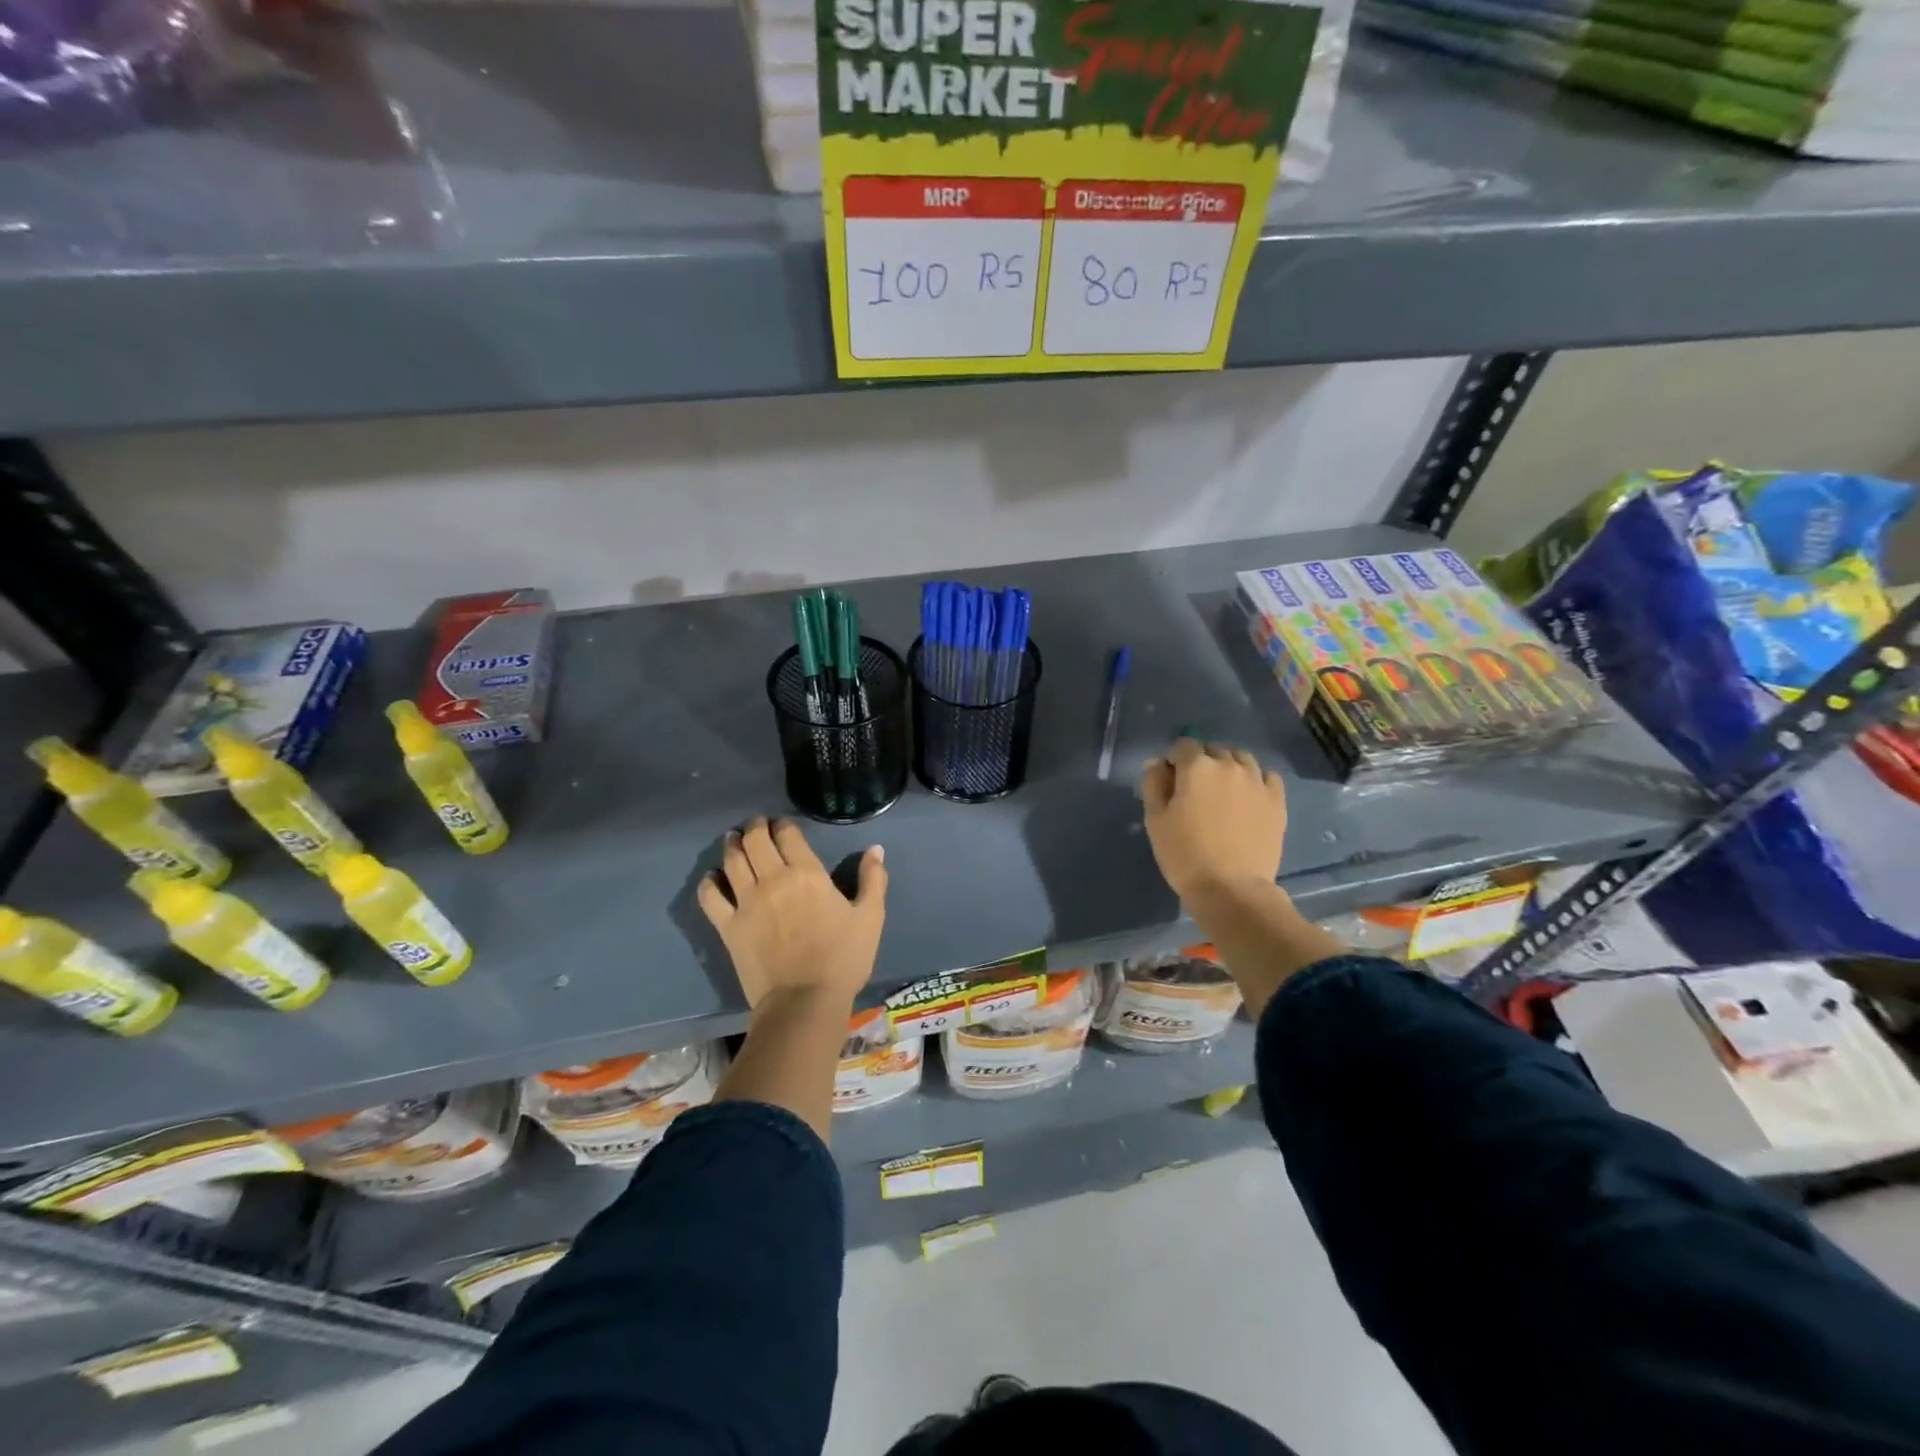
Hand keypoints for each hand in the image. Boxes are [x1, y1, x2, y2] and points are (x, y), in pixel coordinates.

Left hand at [697, 817, 886, 1008]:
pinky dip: (709, 882)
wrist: (804, 1001)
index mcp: (807, 873)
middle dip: (755, 827)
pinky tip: (712, 878)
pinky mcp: (728, 927)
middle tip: (757, 825)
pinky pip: (710, 897)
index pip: (787, 834)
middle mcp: (772, 879)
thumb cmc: (843, 958)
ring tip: (733, 839)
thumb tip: (876, 849)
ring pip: (732, 861)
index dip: (783, 824)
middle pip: (755, 840)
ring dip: (732, 845)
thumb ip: (873, 879)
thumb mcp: (871, 917)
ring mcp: (746, 902)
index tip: (782, 824)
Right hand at [1138, 739, 1286, 902]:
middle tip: (1194, 792)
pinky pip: (1266, 777)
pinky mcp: (1277, 801)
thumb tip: (1158, 763)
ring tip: (1222, 792)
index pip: (1182, 745)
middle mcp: (1229, 765)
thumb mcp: (1155, 819)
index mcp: (1197, 766)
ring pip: (1241, 759)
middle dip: (1201, 763)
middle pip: (1213, 750)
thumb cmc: (1184, 854)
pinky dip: (1255, 780)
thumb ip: (1153, 783)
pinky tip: (1248, 798)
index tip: (1170, 782)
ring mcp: (1257, 781)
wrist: (1231, 889)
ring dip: (1228, 767)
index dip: (1173, 761)